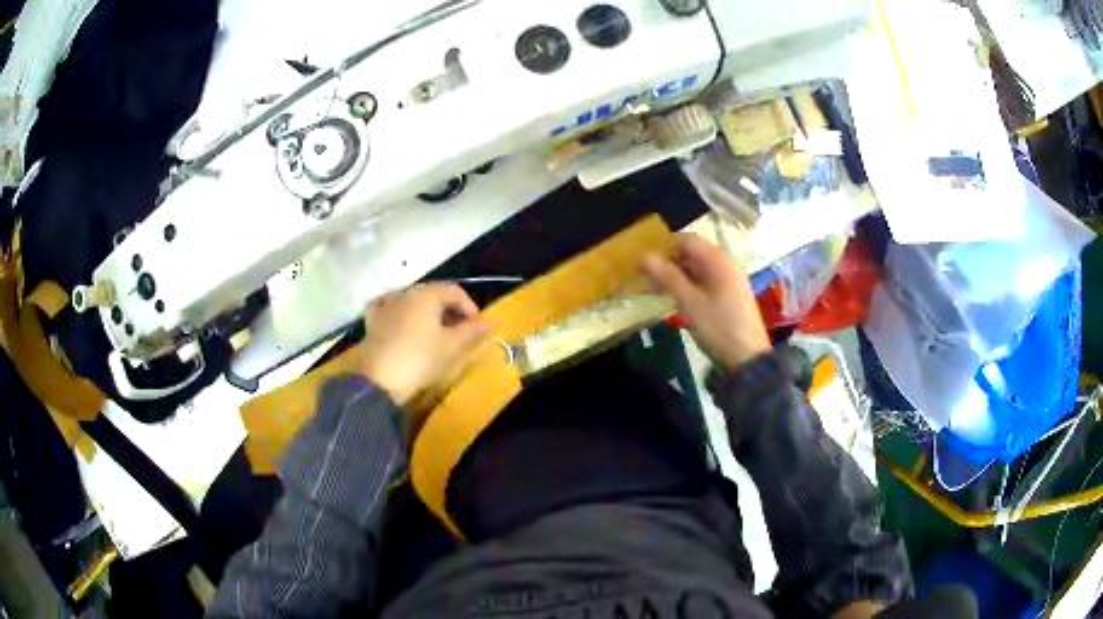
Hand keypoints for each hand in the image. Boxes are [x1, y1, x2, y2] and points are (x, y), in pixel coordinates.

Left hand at [360, 284, 492, 406]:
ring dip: (427, 314)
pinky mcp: (372, 321)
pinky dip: (400, 314)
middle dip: (450, 311)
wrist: (379, 380)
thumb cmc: (420, 359)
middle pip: (433, 295)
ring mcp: (386, 305)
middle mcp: (406, 293)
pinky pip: (389, 309)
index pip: (456, 292)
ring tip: (434, 334)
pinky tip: (401, 323)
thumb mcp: (452, 346)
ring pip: (412, 302)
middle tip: (459, 333)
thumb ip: (472, 331)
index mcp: (427, 294)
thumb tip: (491, 322)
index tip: (477, 329)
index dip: (470, 308)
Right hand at [642, 233, 770, 371]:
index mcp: (718, 261)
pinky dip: (688, 285)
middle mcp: (726, 265)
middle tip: (645, 274)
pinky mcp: (730, 297)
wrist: (747, 359)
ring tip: (655, 287)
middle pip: (694, 253)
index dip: (664, 245)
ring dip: (677, 274)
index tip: (644, 258)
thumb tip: (644, 255)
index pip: (688, 240)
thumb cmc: (717, 327)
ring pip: (699, 269)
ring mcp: (730, 281)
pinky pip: (706, 282)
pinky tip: (675, 298)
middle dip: (669, 260)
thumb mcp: (689, 302)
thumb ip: (667, 276)